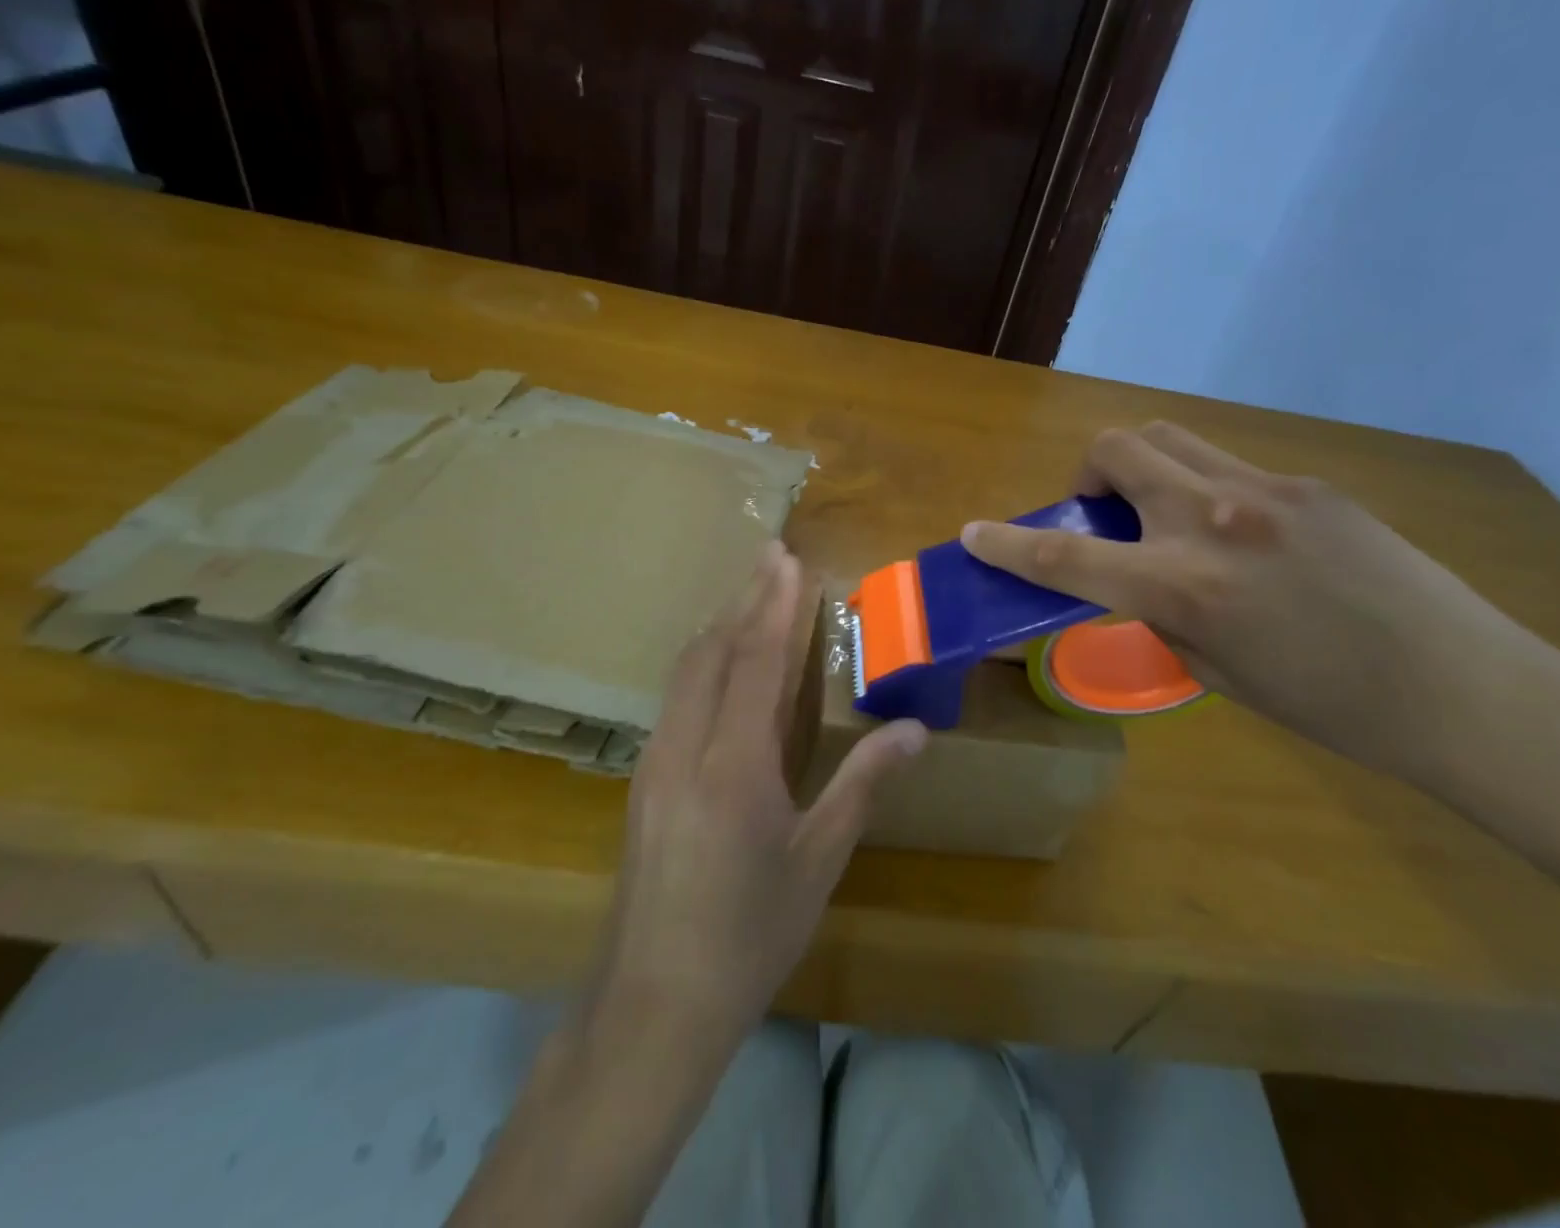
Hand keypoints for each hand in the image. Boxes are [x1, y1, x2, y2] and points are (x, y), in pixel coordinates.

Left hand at [585, 540, 926, 1045]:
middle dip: (742, 598)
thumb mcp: (819, 860)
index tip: (786, 558)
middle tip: (769, 557)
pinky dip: (702, 663)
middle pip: (711, 651)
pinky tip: (719, 667)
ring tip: (749, 598)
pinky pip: (674, 699)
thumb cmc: (750, 933)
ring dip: (719, 627)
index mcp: (732, 763)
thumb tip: (916, 731)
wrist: (652, 1004)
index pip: (754, 660)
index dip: (773, 604)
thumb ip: (864, 785)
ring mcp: (654, 762)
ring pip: (684, 672)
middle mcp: (684, 747)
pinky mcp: (643, 781)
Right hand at [962, 422, 1559, 782]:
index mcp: (1183, 587)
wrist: (1460, 686)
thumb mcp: (1217, 672)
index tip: (974, 533)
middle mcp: (1212, 520)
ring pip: (1169, 437)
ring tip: (1162, 511)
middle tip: (1105, 512)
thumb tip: (1137, 579)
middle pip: (1116, 448)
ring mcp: (1264, 490)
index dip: (1008, 544)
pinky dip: (1202, 486)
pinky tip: (1241, 534)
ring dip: (1141, 465)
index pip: (1066, 557)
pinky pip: (1227, 464)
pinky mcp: (1307, 483)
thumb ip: (1162, 613)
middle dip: (1089, 473)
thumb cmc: (1328, 706)